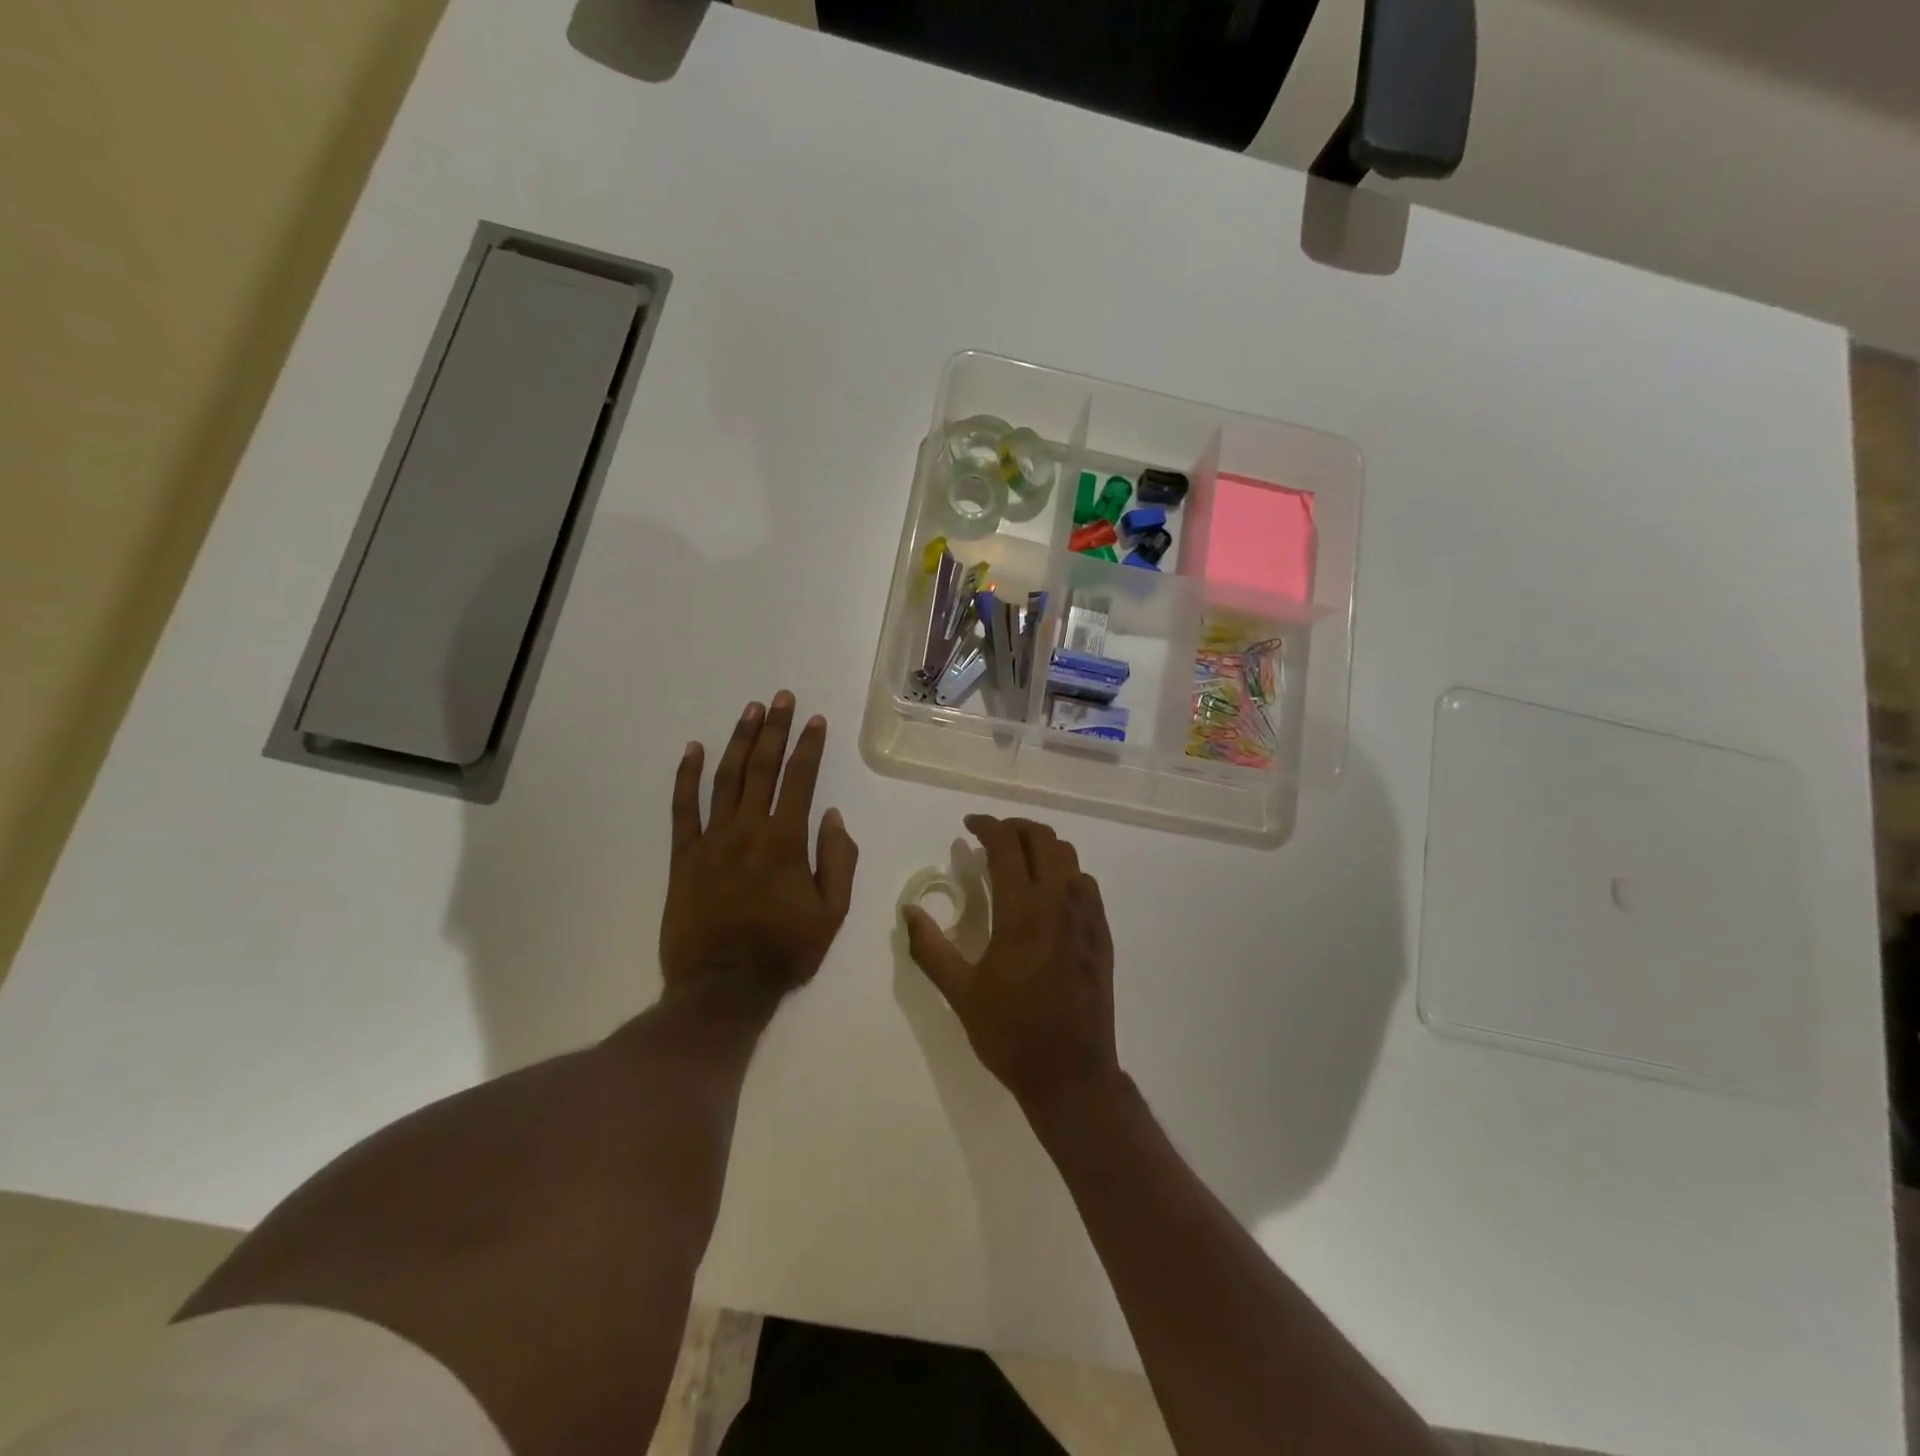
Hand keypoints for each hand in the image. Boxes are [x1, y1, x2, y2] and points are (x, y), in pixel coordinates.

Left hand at [660, 692, 858, 1007]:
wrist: (722, 987)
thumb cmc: (784, 951)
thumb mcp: (832, 913)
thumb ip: (838, 861)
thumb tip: (832, 816)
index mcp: (786, 842)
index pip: (800, 781)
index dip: (809, 747)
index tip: (816, 720)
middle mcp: (748, 830)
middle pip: (762, 768)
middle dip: (775, 729)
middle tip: (782, 699)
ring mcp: (712, 840)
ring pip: (725, 778)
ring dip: (739, 741)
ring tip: (750, 711)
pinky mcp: (683, 856)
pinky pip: (682, 808)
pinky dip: (686, 777)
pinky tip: (693, 749)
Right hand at [903, 814, 1120, 1111]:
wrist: (1071, 1073)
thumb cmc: (1011, 1033)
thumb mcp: (960, 993)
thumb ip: (930, 948)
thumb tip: (909, 911)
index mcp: (1023, 911)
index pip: (1007, 845)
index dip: (986, 826)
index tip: (969, 826)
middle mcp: (1059, 901)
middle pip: (1042, 838)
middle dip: (1014, 827)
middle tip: (991, 837)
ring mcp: (1086, 916)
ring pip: (1068, 856)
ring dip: (1041, 846)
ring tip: (1017, 859)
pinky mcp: (1101, 933)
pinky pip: (1085, 883)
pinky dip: (1063, 871)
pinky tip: (1047, 893)